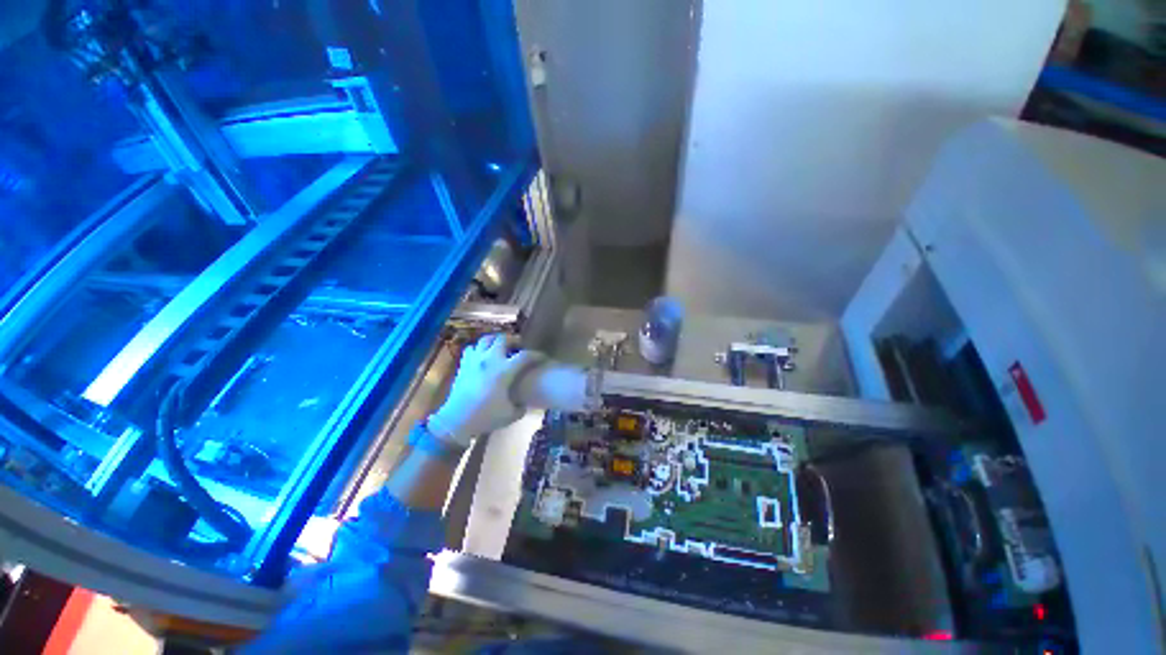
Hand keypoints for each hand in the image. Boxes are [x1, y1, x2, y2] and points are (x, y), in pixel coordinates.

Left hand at [428, 334, 536, 446]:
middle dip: (513, 340)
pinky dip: (479, 349)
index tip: (542, 358)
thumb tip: (524, 403)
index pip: (525, 356)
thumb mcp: (510, 415)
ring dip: (495, 341)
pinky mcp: (464, 364)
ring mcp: (475, 360)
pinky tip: (482, 356)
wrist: (456, 421)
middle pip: (503, 339)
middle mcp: (490, 360)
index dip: (536, 355)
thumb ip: (521, 407)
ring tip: (500, 347)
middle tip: (518, 346)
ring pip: (486, 339)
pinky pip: (472, 348)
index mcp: (504, 371)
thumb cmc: (485, 417)